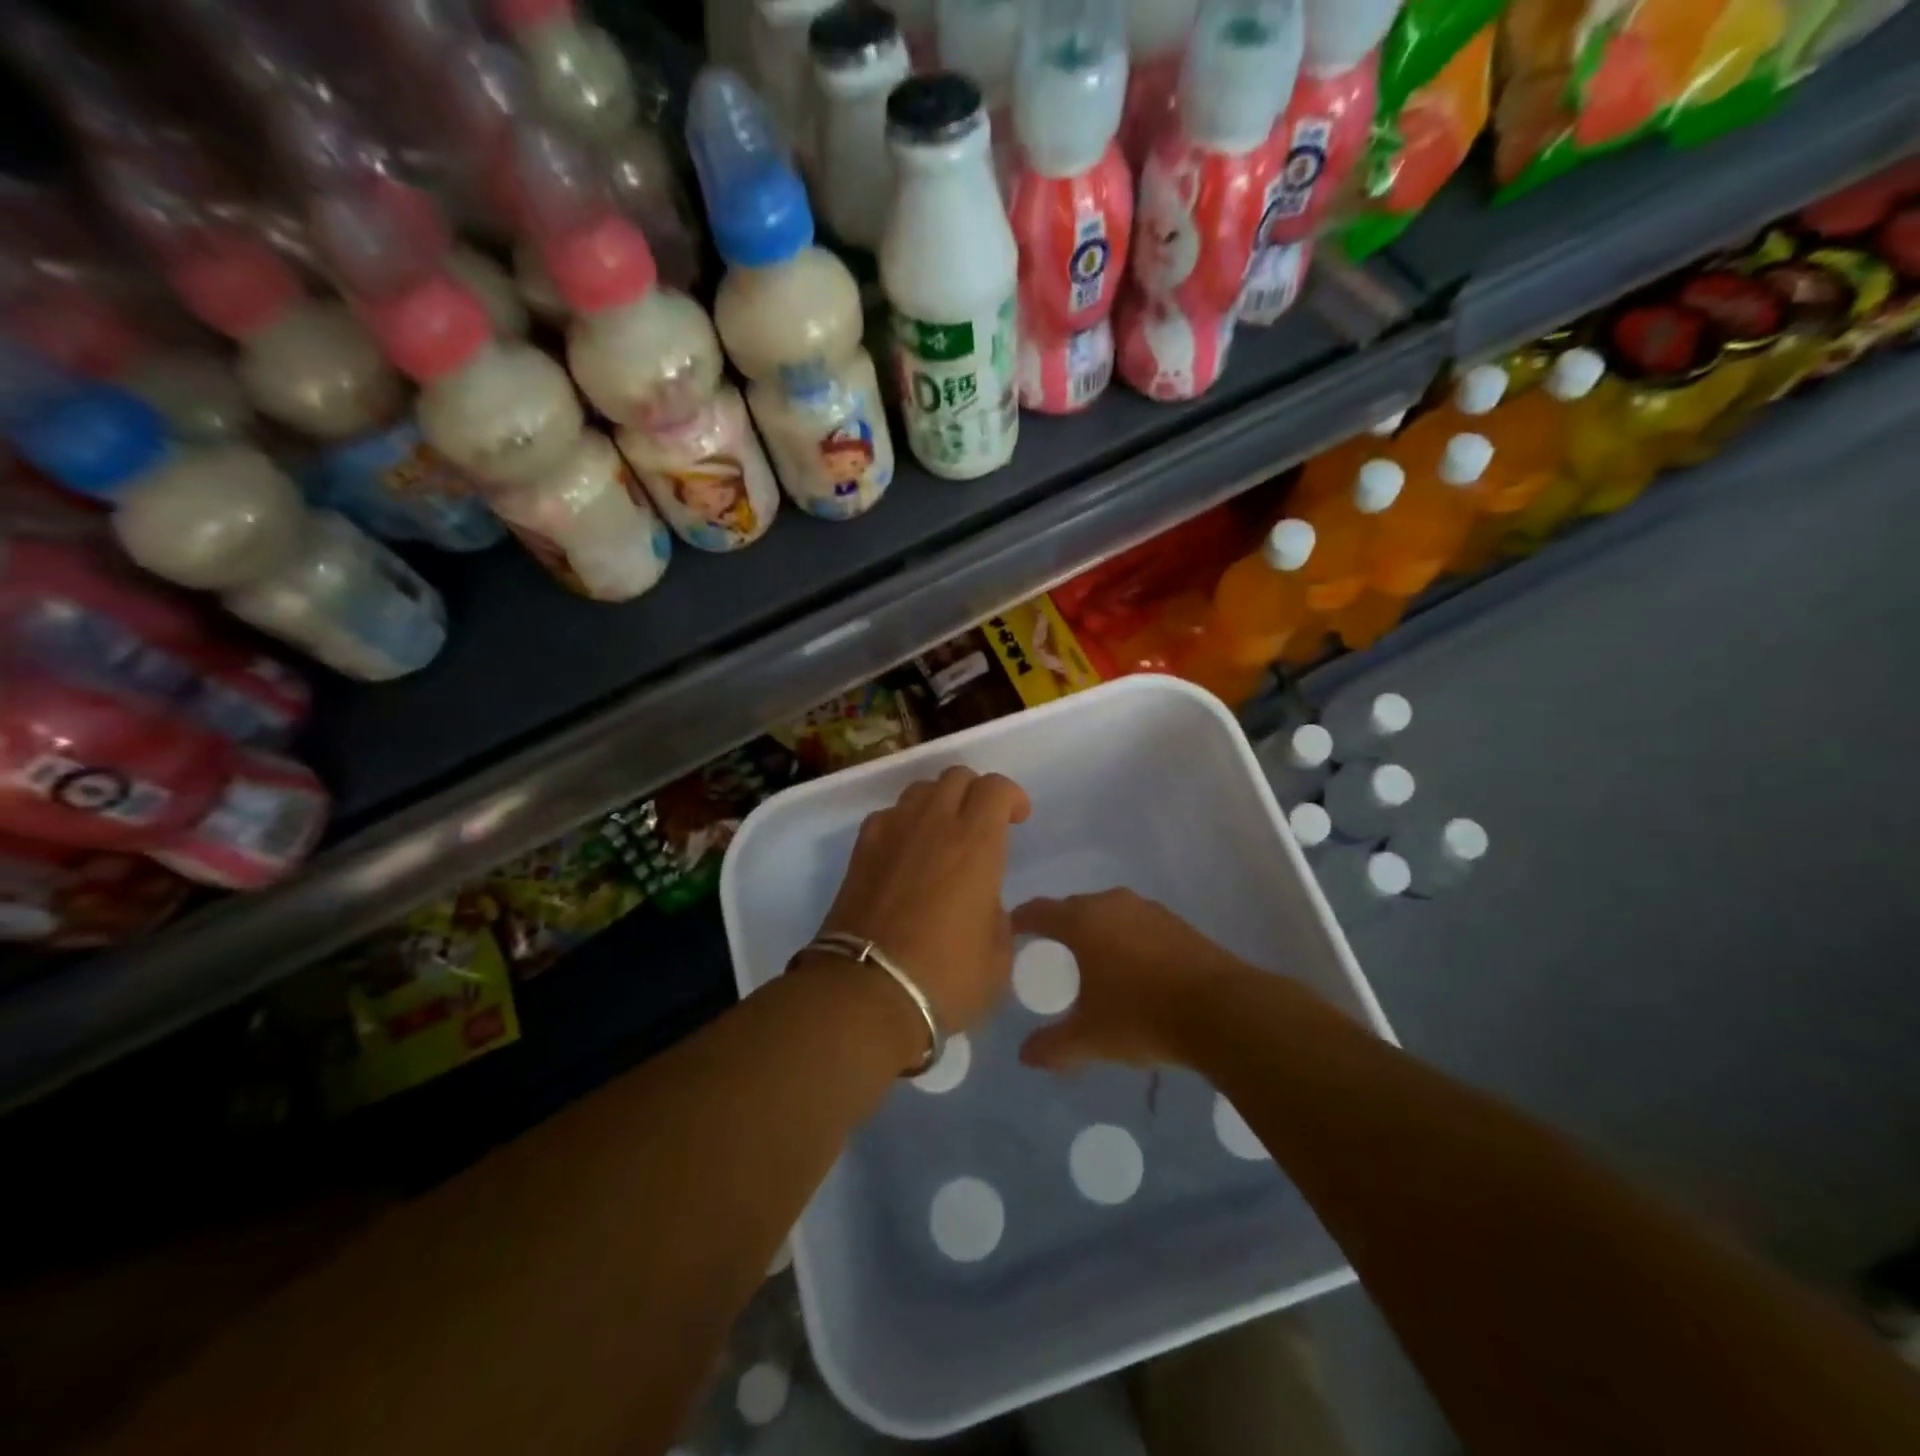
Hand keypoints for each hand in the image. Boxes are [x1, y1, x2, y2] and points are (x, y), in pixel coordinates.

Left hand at [816, 766, 1030, 1042]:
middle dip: (976, 792)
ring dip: (938, 802)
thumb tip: (985, 905)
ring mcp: (891, 832)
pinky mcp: (861, 850)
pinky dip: (904, 823)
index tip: (1018, 819)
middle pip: (956, 776)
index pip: (996, 787)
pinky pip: (888, 816)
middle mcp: (933, 823)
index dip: (1012, 796)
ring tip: (943, 834)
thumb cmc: (946, 977)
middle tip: (983, 824)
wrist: (867, 993)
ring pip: (919, 790)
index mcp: (975, 842)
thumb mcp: (998, 956)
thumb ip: (997, 916)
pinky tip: (906, 854)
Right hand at [1011, 889, 1266, 1070]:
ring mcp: (1147, 909)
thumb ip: (1053, 1046)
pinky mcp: (1176, 922)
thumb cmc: (1142, 1017)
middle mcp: (1111, 903)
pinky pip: (1135, 923)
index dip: (1020, 921)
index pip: (1038, 911)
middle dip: (1058, 927)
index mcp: (1082, 921)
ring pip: (1107, 913)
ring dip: (1094, 931)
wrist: (1223, 1011)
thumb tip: (1024, 1056)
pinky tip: (1131, 967)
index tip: (1009, 932)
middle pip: (1073, 908)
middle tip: (1049, 953)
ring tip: (1090, 961)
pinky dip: (1124, 938)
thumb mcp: (1090, 1039)